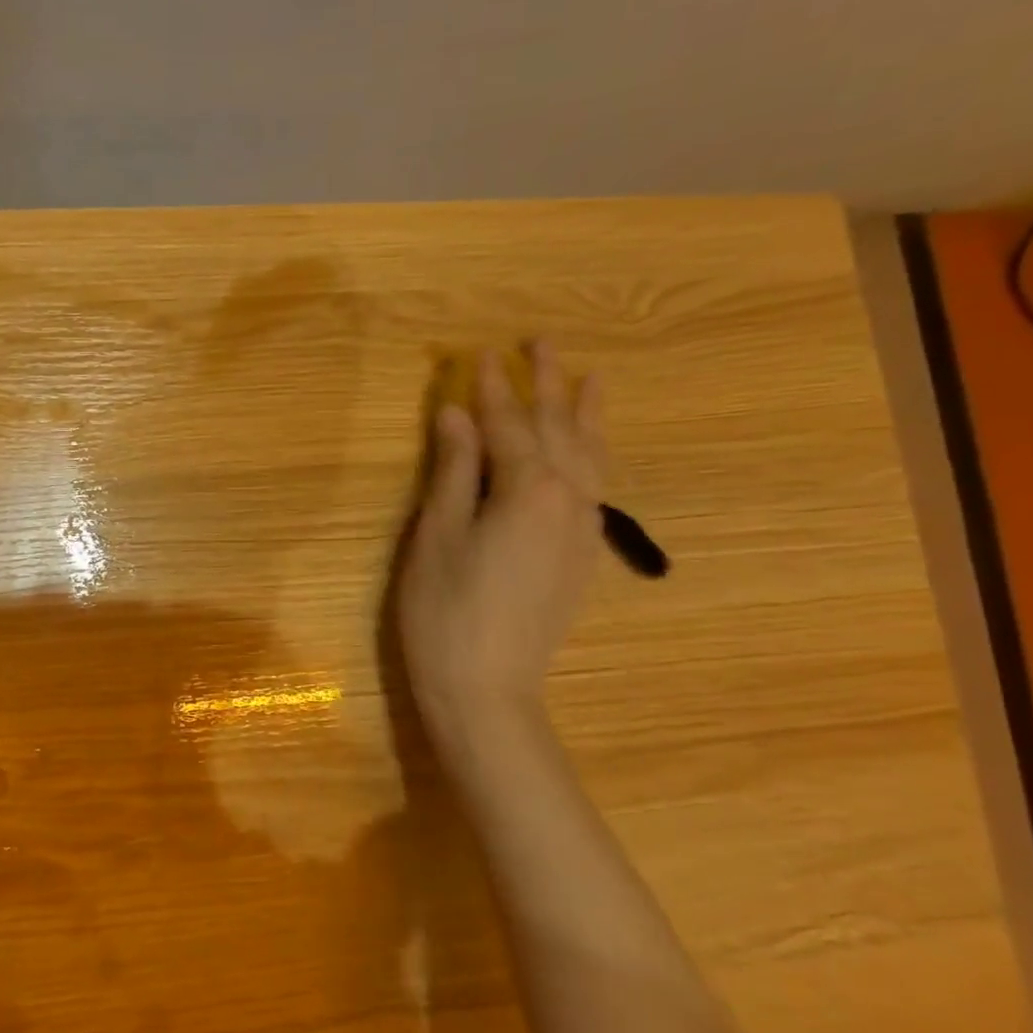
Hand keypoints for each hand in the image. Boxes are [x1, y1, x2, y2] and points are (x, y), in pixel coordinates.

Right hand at [398, 342, 604, 748]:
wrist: (487, 689)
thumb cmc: (445, 610)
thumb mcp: (436, 534)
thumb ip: (453, 470)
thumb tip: (458, 414)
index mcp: (526, 488)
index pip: (507, 424)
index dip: (491, 388)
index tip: (481, 353)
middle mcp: (566, 499)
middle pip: (558, 429)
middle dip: (547, 384)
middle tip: (542, 343)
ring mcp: (581, 529)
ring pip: (590, 456)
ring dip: (585, 414)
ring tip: (590, 378)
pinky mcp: (581, 556)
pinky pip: (596, 486)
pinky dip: (594, 455)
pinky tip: (591, 450)